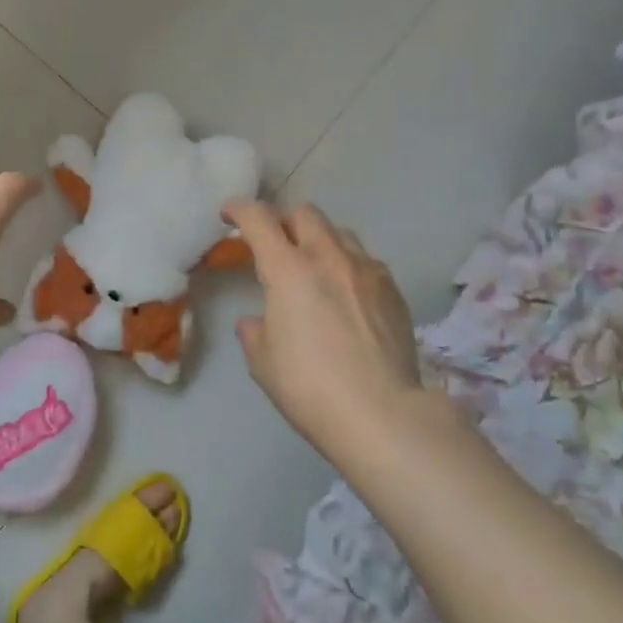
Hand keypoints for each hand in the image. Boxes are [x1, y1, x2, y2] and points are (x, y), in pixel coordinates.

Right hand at [228, 202, 423, 454]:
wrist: (380, 413)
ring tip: (315, 269)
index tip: (229, 214)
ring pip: (340, 233)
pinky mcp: (393, 290)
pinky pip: (366, 261)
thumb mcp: (263, 362)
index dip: (239, 209)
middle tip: (276, 248)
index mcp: (288, 270)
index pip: (259, 219)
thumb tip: (256, 321)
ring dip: (320, 241)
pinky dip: (349, 266)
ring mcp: (367, 270)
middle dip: (285, 222)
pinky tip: (348, 295)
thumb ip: (254, 332)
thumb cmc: (309, 387)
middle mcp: (329, 258)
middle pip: (305, 214)